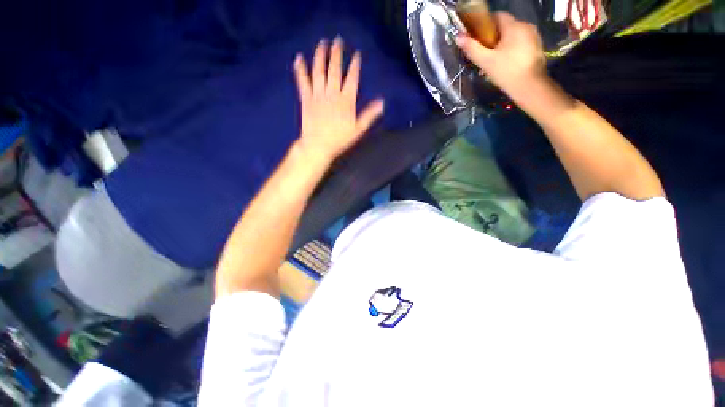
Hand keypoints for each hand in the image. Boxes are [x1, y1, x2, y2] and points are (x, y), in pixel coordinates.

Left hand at [293, 37, 384, 163]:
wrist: (318, 146)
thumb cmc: (339, 140)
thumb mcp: (358, 129)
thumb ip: (369, 115)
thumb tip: (382, 102)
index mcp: (346, 101)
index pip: (352, 79)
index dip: (355, 65)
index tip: (357, 55)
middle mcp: (332, 94)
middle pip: (335, 70)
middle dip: (337, 54)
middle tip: (337, 40)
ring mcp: (318, 95)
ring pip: (319, 71)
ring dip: (320, 55)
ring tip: (322, 43)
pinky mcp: (306, 99)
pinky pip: (303, 81)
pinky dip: (300, 69)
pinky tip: (298, 58)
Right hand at [456, 12, 546, 100]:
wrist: (530, 87)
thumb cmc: (507, 73)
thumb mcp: (486, 61)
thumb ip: (472, 48)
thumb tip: (458, 37)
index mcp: (514, 26)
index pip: (497, 15)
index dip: (485, 24)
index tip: (477, 37)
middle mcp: (526, 26)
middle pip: (505, 25)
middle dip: (493, 36)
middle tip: (484, 52)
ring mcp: (534, 36)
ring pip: (513, 34)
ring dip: (502, 43)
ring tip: (494, 59)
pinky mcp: (537, 46)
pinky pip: (520, 42)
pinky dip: (512, 48)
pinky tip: (506, 62)